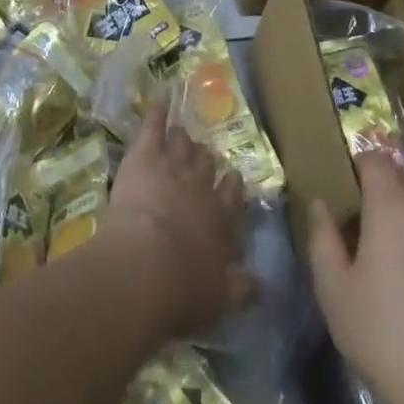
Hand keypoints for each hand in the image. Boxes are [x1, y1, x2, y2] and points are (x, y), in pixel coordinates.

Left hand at [99, 107, 252, 339]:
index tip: (231, 179)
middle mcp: (201, 187)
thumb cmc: (181, 291)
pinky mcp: (146, 155)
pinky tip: (157, 102)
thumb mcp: (218, 300)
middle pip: (207, 165)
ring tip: (180, 134)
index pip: (232, 196)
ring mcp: (174, 166)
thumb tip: (259, 284)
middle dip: (205, 160)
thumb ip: (240, 289)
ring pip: (182, 144)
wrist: (143, 266)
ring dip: (181, 139)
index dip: (231, 187)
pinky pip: (152, 127)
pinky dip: (156, 114)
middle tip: (202, 156)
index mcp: (221, 220)